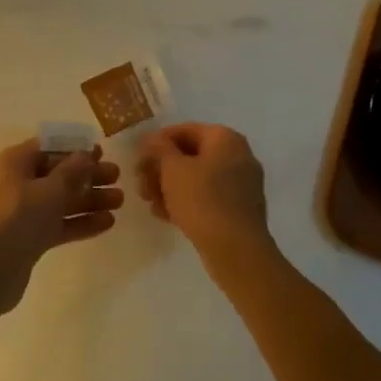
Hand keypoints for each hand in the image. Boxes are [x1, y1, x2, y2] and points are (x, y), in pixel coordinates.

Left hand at [0, 138, 122, 314]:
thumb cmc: (21, 218)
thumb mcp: (51, 189)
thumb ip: (72, 170)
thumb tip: (85, 154)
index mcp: (15, 162)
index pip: (49, 148)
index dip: (75, 149)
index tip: (102, 152)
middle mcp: (18, 182)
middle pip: (58, 174)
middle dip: (88, 176)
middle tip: (117, 177)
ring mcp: (23, 211)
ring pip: (61, 200)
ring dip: (89, 200)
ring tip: (119, 201)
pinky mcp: (30, 236)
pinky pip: (59, 223)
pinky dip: (80, 221)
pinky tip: (107, 223)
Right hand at [137, 124, 273, 264]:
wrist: (236, 250)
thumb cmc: (202, 199)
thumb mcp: (173, 169)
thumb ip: (160, 149)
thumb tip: (153, 139)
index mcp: (226, 138)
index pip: (185, 130)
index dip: (158, 142)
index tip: (139, 158)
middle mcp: (238, 156)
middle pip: (191, 155)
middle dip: (162, 168)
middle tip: (141, 183)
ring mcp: (242, 184)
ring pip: (198, 178)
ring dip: (170, 187)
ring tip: (150, 202)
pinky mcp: (240, 210)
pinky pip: (208, 197)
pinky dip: (187, 202)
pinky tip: (165, 215)